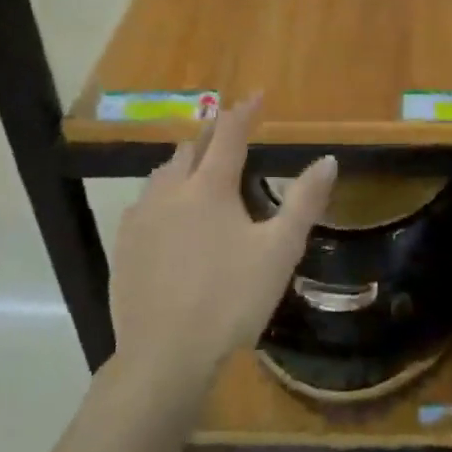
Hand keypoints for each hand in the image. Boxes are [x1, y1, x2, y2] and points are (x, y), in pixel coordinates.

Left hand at [111, 97, 336, 385]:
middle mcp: (170, 192)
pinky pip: (144, 203)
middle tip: (228, 130)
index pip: (229, 135)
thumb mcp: (279, 251)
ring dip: (184, 162)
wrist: (164, 356)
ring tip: (198, 166)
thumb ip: (304, 202)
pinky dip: (162, 194)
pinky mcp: (123, 247)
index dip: (244, 112)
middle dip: (211, 134)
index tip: (257, 95)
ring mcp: (141, 219)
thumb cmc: (231, 300)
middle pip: (190, 149)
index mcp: (209, 188)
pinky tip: (166, 213)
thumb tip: (328, 159)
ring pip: (162, 174)